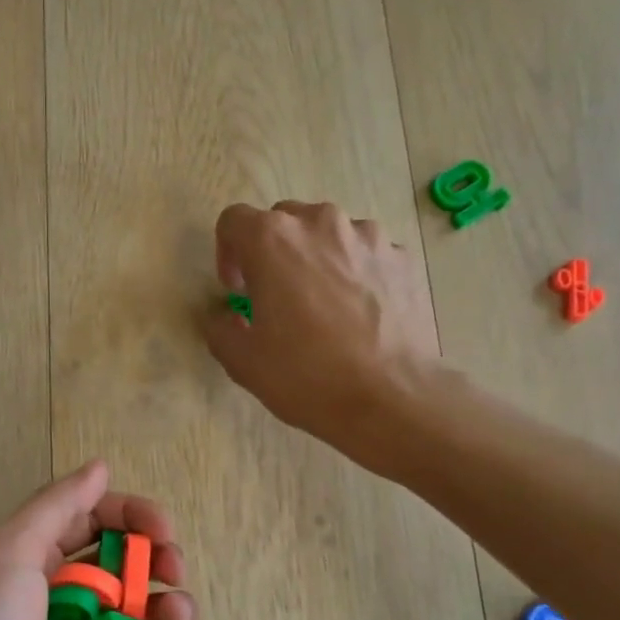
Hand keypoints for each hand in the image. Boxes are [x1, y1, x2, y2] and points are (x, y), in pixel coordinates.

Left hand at [0, 462, 195, 619]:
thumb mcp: (8, 552)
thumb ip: (57, 507)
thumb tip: (99, 467)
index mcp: (33, 558)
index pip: (93, 520)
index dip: (131, 516)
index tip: (163, 528)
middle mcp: (58, 598)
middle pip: (123, 565)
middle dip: (156, 560)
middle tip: (173, 569)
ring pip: (139, 616)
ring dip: (165, 609)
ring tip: (175, 614)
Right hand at [204, 201, 446, 468]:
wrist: (391, 398)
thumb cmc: (307, 376)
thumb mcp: (242, 361)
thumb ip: (218, 327)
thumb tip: (223, 315)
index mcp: (272, 239)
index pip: (233, 221)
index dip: (226, 254)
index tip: (237, 290)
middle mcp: (320, 222)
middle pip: (283, 221)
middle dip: (271, 254)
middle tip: (275, 298)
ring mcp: (367, 236)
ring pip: (327, 235)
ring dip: (314, 259)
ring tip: (322, 305)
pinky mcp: (401, 257)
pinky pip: (364, 254)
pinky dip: (353, 272)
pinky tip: (358, 314)